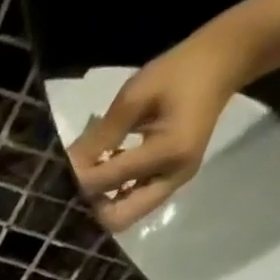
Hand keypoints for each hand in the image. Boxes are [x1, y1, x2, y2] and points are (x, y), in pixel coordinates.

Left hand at [67, 20, 257, 231]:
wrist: (224, 62)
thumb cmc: (177, 72)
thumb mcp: (134, 96)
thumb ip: (99, 136)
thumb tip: (64, 167)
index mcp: (169, 150)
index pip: (108, 180)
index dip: (77, 181)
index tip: (55, 175)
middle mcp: (174, 175)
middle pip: (119, 218)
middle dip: (89, 209)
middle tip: (66, 192)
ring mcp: (175, 181)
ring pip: (126, 215)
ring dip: (100, 207)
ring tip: (78, 188)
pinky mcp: (171, 180)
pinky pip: (135, 202)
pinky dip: (113, 197)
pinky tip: (98, 180)